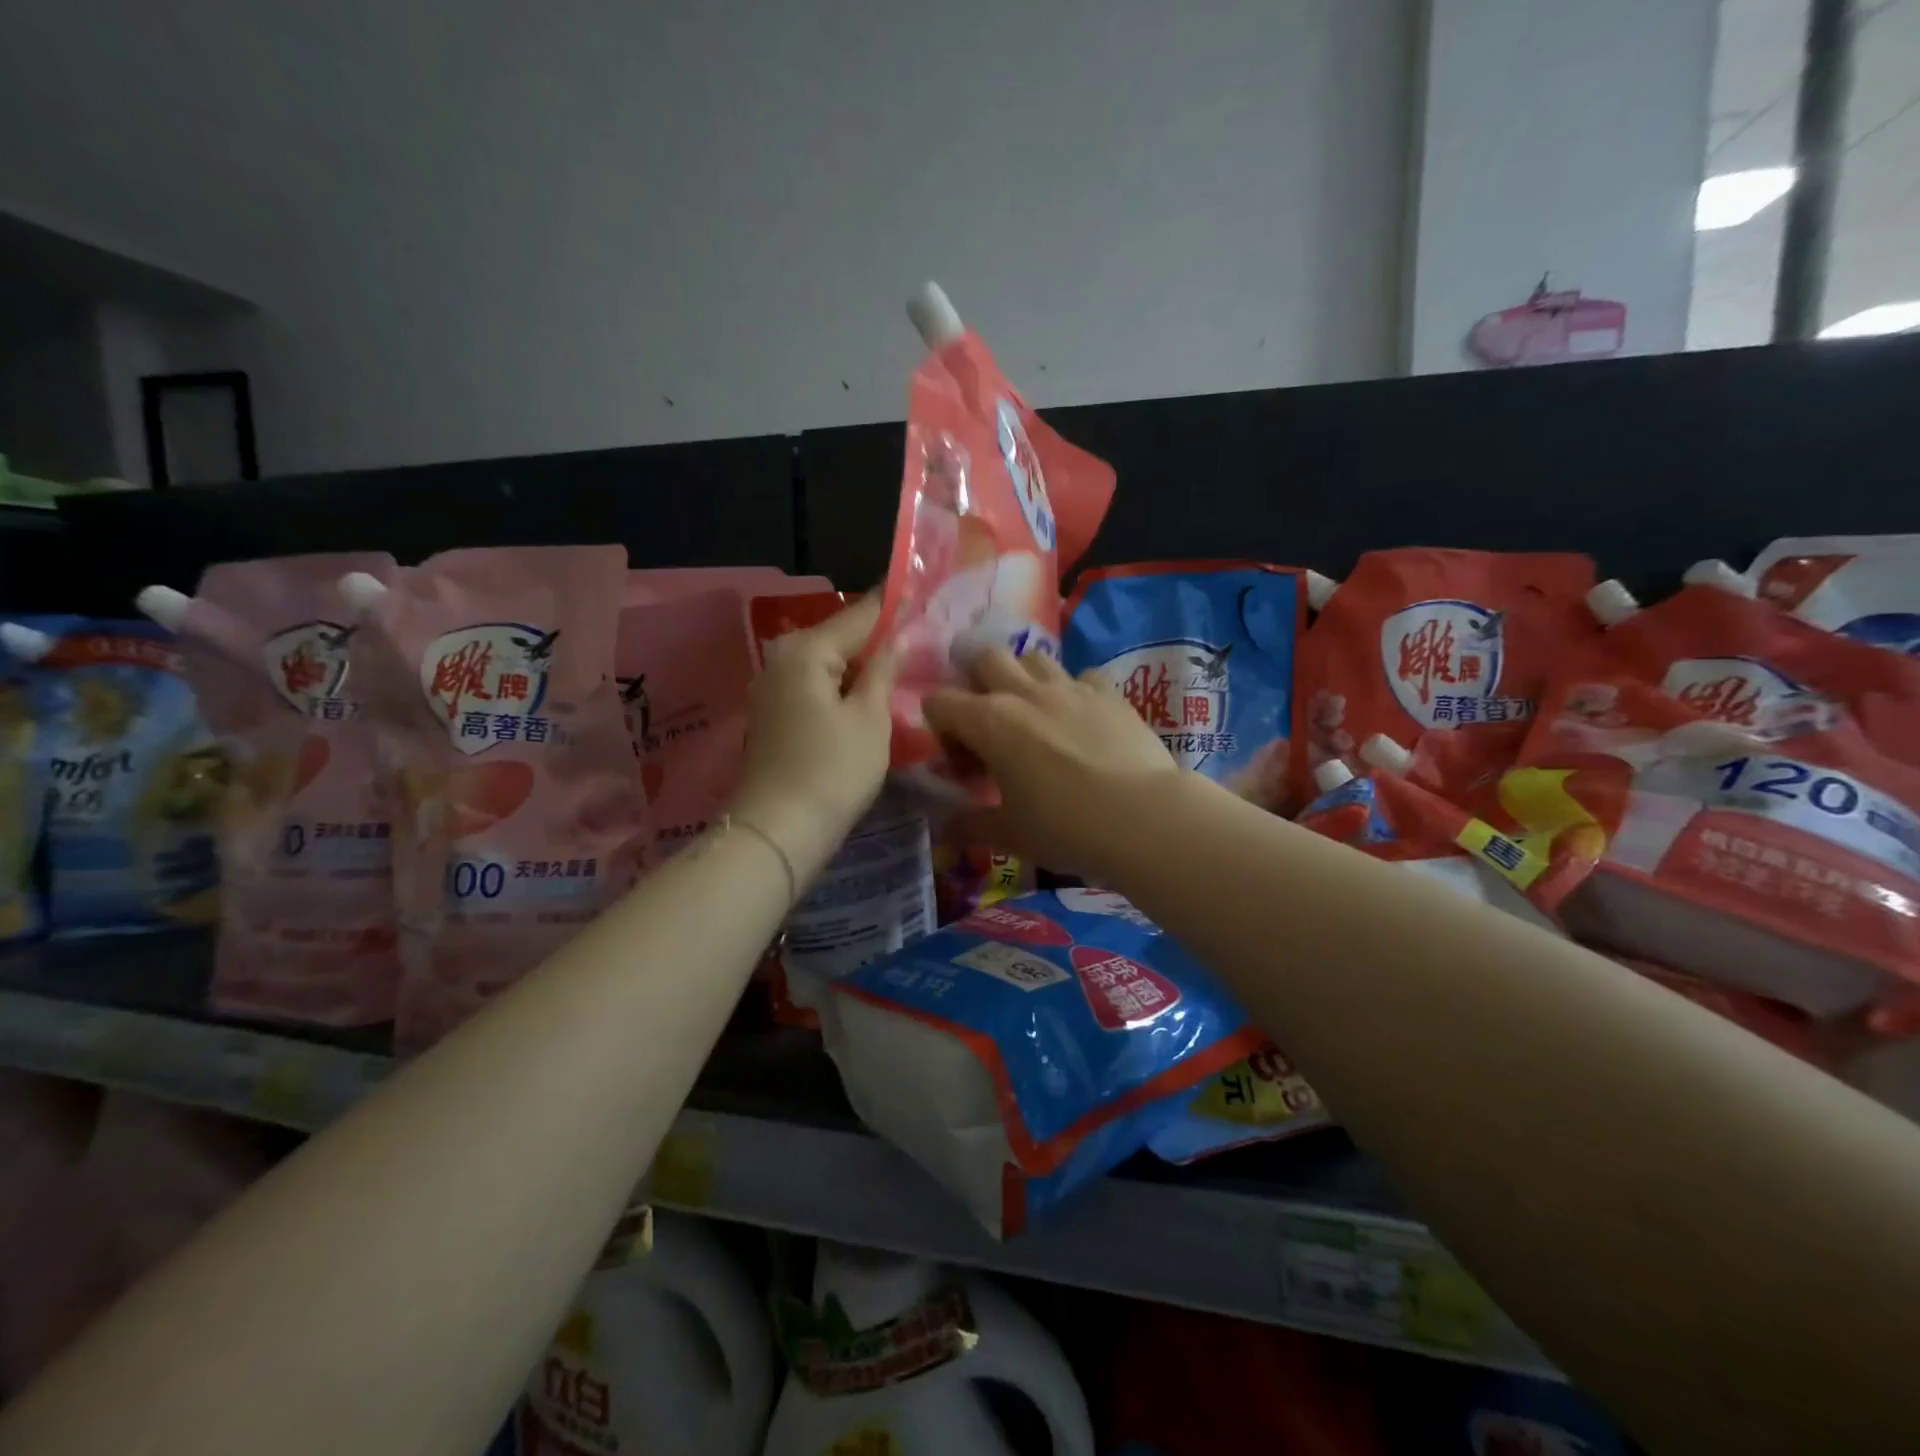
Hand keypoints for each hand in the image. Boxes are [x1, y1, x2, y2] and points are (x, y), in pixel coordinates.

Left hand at [730, 596, 895, 882]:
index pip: (861, 614)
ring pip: (828, 664)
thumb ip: (883, 670)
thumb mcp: (871, 718)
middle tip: (920, 645)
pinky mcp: (772, 714)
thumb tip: (896, 638)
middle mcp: (781, 657)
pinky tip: (867, 699)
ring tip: (901, 672)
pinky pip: (815, 686)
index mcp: (806, 649)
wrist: (778, 831)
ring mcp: (772, 686)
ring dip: (860, 667)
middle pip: (841, 637)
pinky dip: (841, 688)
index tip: (925, 597)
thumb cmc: (833, 771)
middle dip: (878, 641)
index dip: (895, 606)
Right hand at [923, 648, 1185, 879]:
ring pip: (1035, 657)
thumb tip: (944, 828)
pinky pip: (1083, 675)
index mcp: (990, 722)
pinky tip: (1082, 719)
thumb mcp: (1010, 835)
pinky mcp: (1110, 693)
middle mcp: (1025, 693)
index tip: (959, 760)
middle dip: (978, 681)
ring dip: (1025, 677)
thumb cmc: (1066, 828)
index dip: (940, 727)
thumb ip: (970, 825)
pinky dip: (1075, 690)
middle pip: (986, 658)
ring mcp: (1071, 687)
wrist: (1145, 818)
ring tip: (1034, 714)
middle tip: (989, 721)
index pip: (940, 702)